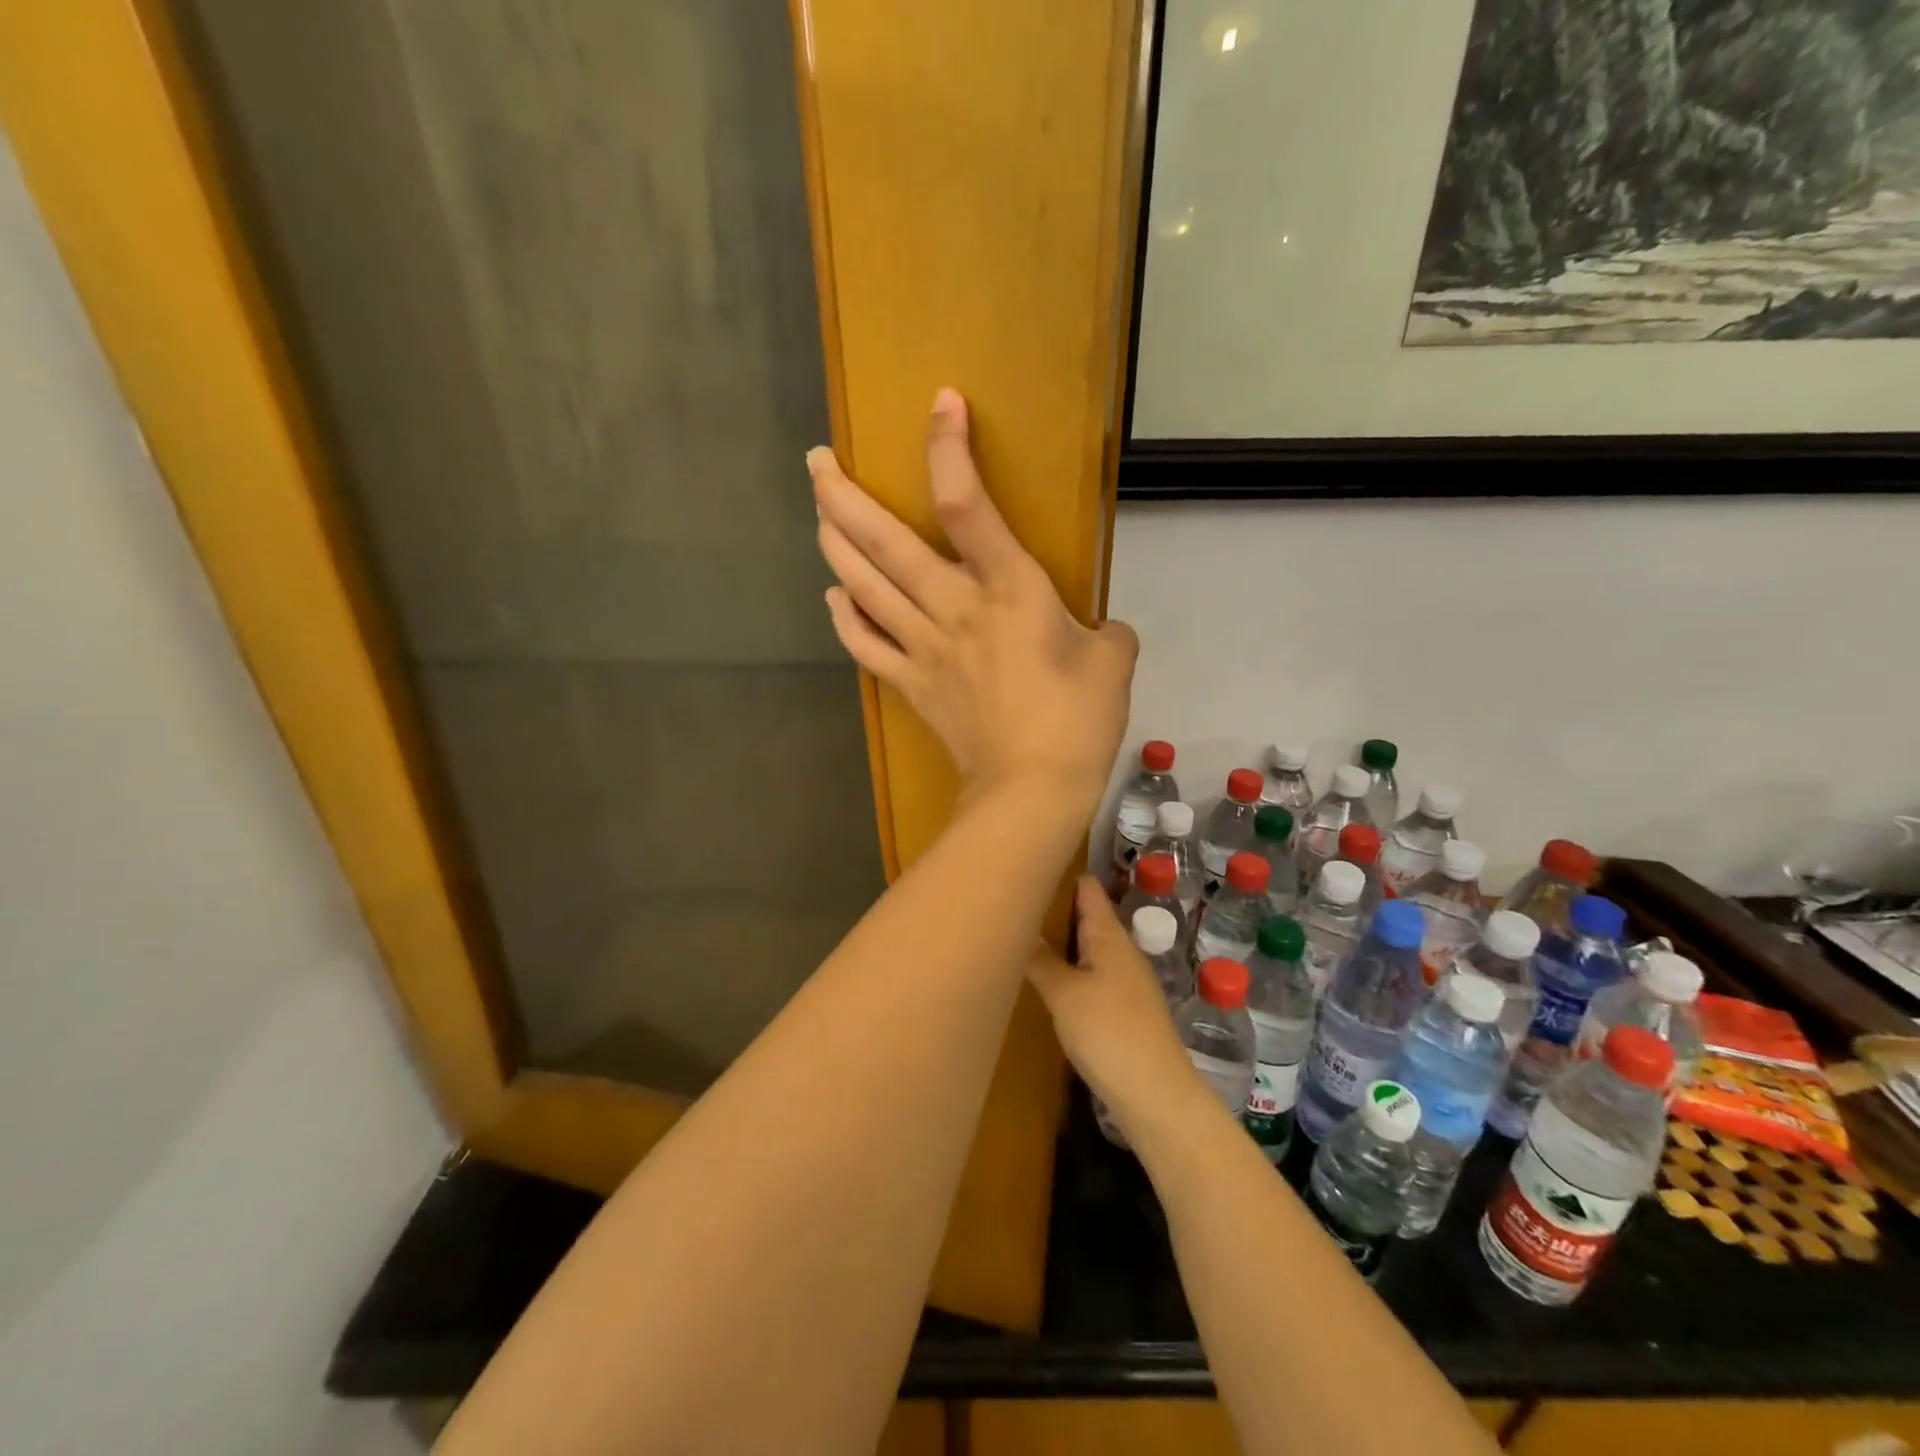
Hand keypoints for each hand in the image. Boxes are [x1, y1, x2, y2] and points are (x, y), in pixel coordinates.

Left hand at [809, 389, 1136, 805]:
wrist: (1031, 789)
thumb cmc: (1077, 720)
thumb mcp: (1112, 661)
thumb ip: (1105, 632)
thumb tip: (1097, 631)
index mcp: (1008, 589)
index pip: (966, 504)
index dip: (948, 450)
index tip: (940, 404)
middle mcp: (953, 608)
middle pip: (884, 542)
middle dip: (843, 496)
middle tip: (816, 461)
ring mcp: (923, 647)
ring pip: (864, 587)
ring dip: (834, 545)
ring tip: (818, 514)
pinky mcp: (911, 684)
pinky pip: (866, 646)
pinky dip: (846, 619)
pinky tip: (834, 597)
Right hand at [1027, 878, 1195, 1122]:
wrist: (1155, 1093)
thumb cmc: (1108, 1031)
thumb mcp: (1064, 993)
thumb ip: (1040, 959)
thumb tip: (1018, 928)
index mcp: (1109, 935)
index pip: (1088, 888)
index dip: (1064, 873)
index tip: (1031, 863)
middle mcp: (1121, 949)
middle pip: (1088, 916)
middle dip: (1057, 908)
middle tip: (1016, 902)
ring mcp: (1126, 979)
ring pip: (1090, 946)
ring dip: (1063, 940)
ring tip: (1025, 935)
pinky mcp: (1125, 1008)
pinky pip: (1093, 972)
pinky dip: (1071, 967)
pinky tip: (1051, 979)